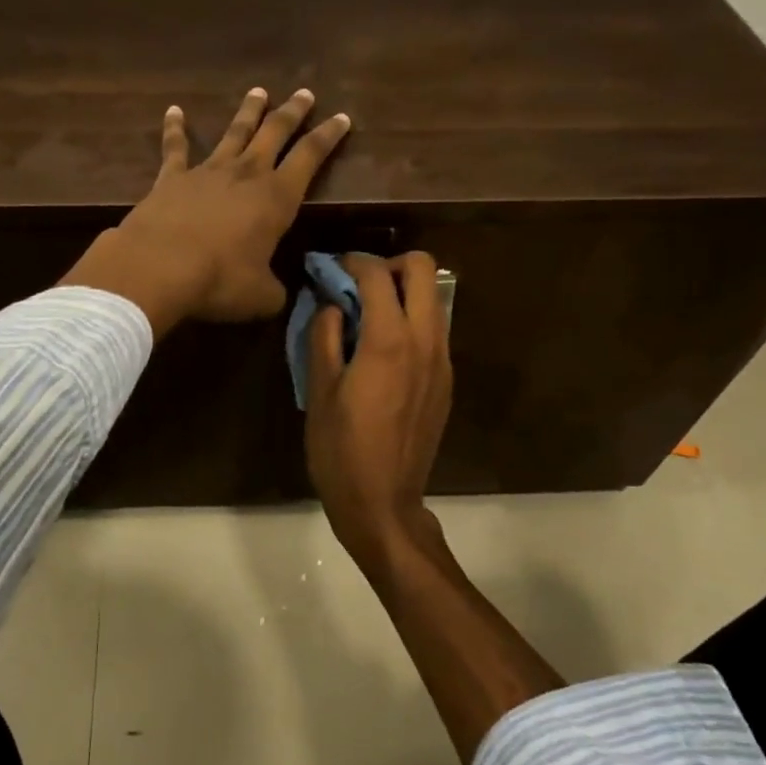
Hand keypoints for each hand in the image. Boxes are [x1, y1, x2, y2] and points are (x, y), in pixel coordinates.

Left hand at [62, 88, 350, 332]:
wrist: (158, 268)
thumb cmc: (220, 281)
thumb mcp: (261, 296)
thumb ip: (275, 290)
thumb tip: (278, 293)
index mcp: (276, 198)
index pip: (310, 157)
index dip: (329, 136)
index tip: (341, 117)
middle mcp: (246, 174)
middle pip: (274, 132)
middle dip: (292, 112)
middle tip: (304, 93)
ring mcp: (207, 171)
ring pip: (233, 132)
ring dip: (248, 111)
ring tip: (258, 92)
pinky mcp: (171, 177)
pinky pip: (175, 147)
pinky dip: (175, 128)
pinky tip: (174, 111)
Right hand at [304, 252, 452, 573]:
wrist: (383, 503)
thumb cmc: (340, 450)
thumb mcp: (318, 391)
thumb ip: (323, 335)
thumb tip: (329, 304)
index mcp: (388, 341)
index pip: (378, 275)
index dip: (352, 261)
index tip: (332, 266)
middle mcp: (425, 341)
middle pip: (423, 269)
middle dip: (389, 265)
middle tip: (358, 285)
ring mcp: (442, 361)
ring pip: (434, 299)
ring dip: (404, 292)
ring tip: (368, 314)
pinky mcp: (446, 381)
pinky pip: (434, 330)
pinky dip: (412, 321)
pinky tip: (384, 349)